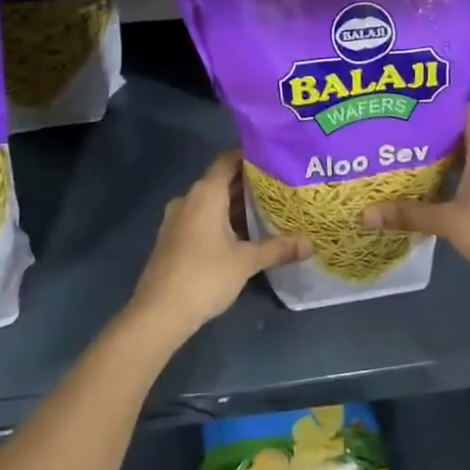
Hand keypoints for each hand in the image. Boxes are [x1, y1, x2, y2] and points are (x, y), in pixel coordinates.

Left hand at [129, 150, 309, 342]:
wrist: (159, 313)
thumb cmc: (205, 276)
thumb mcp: (246, 261)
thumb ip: (278, 248)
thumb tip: (310, 243)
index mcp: (206, 193)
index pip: (228, 159)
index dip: (250, 156)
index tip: (275, 158)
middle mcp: (189, 199)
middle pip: (221, 181)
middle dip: (248, 184)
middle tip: (279, 186)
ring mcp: (177, 219)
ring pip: (211, 202)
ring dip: (235, 206)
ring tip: (266, 210)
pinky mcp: (172, 239)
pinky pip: (201, 219)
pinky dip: (221, 221)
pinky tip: (241, 236)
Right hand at [361, 106, 469, 278]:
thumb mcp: (447, 221)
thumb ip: (408, 214)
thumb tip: (366, 214)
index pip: (464, 112)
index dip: (440, 107)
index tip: (414, 106)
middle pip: (467, 135)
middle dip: (439, 137)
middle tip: (406, 138)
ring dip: (453, 160)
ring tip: (420, 163)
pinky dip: (466, 177)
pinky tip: (445, 190)